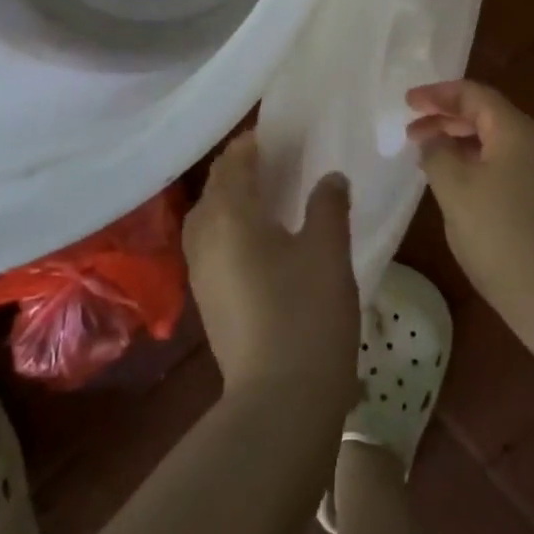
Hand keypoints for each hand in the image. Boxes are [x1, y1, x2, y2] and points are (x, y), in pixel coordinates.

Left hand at [184, 132, 359, 411]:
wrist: (280, 400)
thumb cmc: (307, 312)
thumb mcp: (328, 249)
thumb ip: (328, 204)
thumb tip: (331, 178)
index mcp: (230, 216)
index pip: (232, 163)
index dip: (252, 144)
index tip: (278, 133)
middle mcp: (205, 239)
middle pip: (216, 189)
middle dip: (240, 170)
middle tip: (277, 160)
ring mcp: (202, 274)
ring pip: (210, 220)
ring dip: (234, 200)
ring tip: (269, 195)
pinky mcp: (210, 302)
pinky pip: (214, 246)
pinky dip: (233, 229)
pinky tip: (263, 239)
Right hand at [408, 80, 533, 341]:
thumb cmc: (502, 236)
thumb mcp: (457, 190)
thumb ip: (438, 154)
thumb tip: (434, 138)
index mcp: (516, 130)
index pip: (474, 95)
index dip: (438, 94)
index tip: (407, 102)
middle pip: (486, 115)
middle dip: (446, 118)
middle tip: (411, 131)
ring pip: (494, 142)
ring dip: (459, 143)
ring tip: (427, 156)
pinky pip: (503, 165)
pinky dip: (474, 164)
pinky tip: (455, 186)